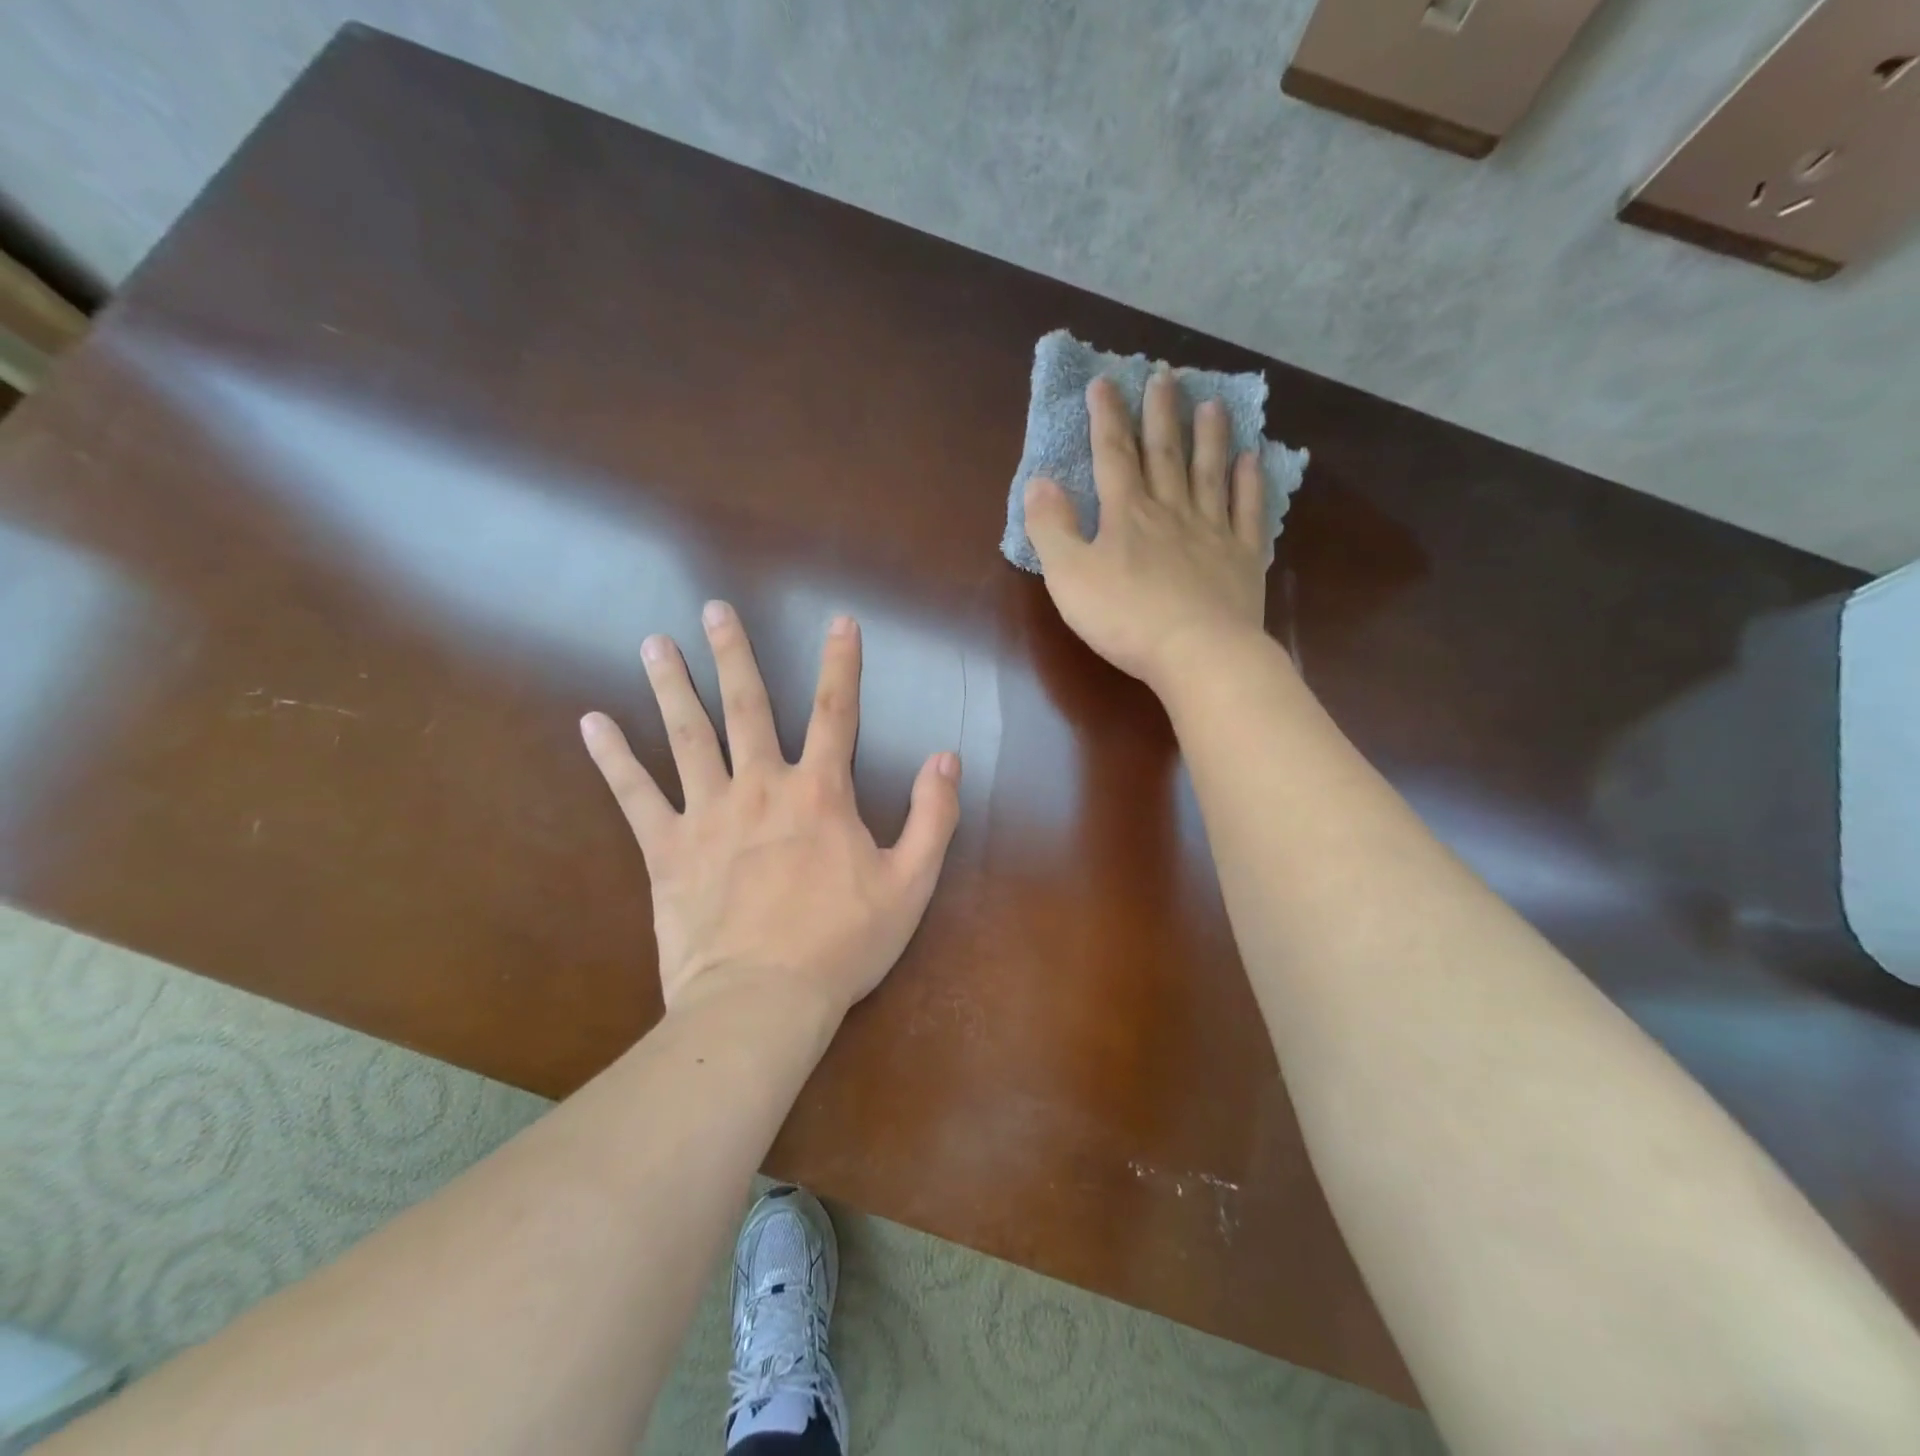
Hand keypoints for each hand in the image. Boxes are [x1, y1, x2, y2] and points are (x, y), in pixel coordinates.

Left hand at [581, 602, 961, 1018]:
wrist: (763, 1001)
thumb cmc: (842, 944)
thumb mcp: (911, 884)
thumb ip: (933, 816)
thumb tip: (946, 758)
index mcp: (820, 794)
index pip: (837, 713)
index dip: (841, 664)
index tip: (839, 622)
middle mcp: (761, 788)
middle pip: (747, 708)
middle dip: (735, 655)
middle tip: (714, 608)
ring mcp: (708, 814)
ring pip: (687, 736)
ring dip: (672, 686)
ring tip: (653, 644)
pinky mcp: (667, 849)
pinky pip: (634, 795)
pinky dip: (613, 758)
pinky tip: (592, 722)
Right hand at [1024, 371, 1271, 694]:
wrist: (1197, 652)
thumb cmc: (1125, 618)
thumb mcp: (1069, 575)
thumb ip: (1051, 527)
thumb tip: (1039, 481)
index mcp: (1126, 514)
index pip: (1112, 455)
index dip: (1106, 417)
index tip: (1104, 382)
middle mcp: (1171, 511)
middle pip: (1164, 453)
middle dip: (1159, 413)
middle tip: (1165, 375)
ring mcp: (1211, 532)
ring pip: (1209, 473)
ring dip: (1208, 436)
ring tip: (1212, 403)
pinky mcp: (1241, 558)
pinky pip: (1247, 510)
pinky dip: (1250, 482)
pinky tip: (1252, 459)